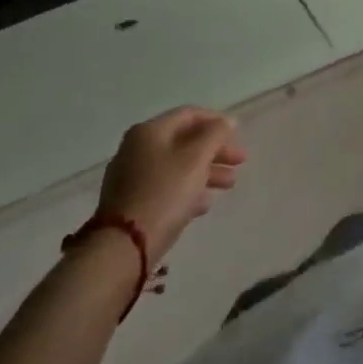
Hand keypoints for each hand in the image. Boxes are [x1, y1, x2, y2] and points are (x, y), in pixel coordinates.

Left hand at [95, 106, 246, 264]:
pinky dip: (187, 190)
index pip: (189, 114)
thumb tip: (226, 122)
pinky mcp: (130, 205)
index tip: (238, 135)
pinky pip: (166, 188)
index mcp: (149, 131)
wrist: (122, 249)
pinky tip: (204, 203)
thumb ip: (215, 134)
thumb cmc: (164, 193)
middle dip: (215, 150)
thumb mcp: (197, 157)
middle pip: (184, 142)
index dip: (217, 121)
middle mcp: (136, 149)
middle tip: (240, 162)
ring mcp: (131, 178)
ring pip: (177, 166)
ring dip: (206, 171)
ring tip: (229, 184)